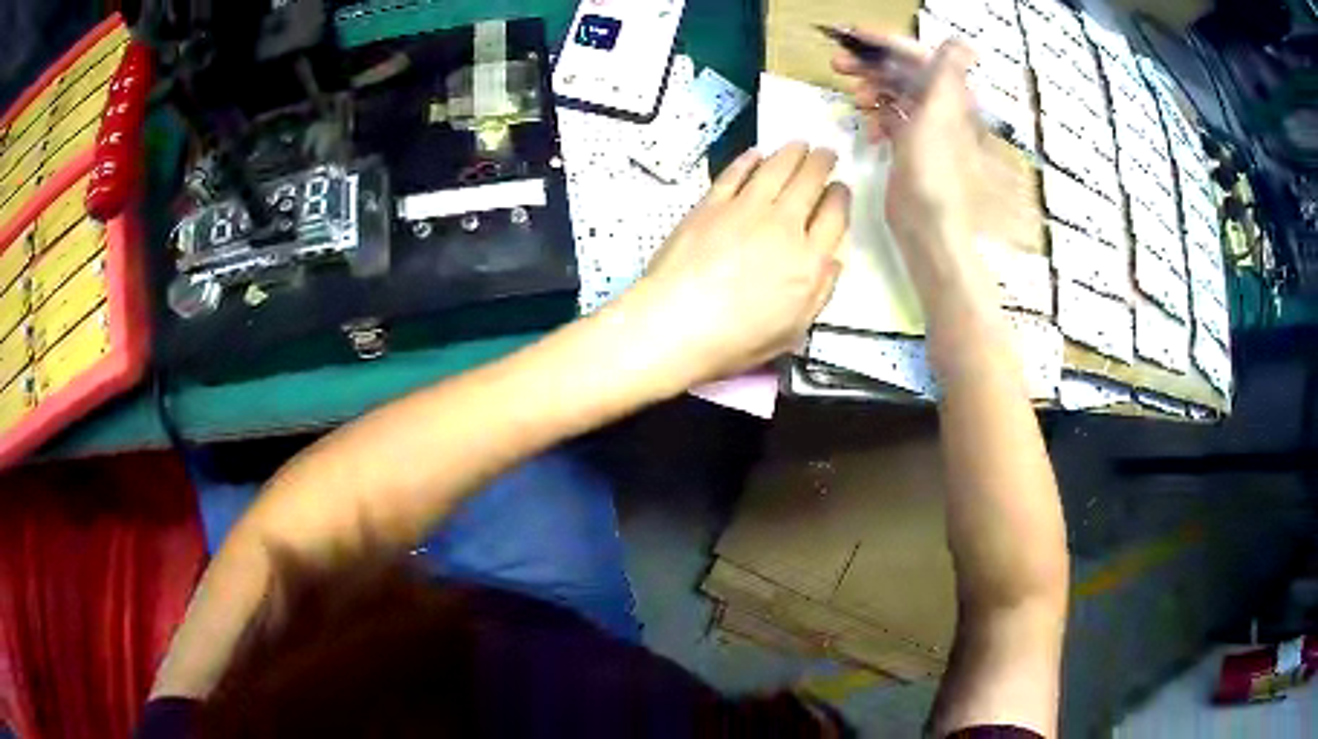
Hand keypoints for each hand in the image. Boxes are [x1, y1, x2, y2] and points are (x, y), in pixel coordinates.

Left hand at [617, 143, 849, 387]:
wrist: (676, 323)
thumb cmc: (736, 339)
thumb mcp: (792, 330)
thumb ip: (820, 292)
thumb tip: (834, 260)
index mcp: (809, 260)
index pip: (834, 216)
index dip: (841, 197)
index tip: (842, 188)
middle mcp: (784, 226)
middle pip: (809, 182)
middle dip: (822, 163)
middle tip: (826, 152)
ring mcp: (746, 209)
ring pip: (776, 168)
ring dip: (792, 152)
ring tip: (800, 143)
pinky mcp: (711, 204)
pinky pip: (735, 173)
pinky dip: (749, 160)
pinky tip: (757, 153)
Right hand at [832, 33, 995, 314]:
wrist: (929, 225)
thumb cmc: (934, 169)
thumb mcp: (939, 114)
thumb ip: (948, 74)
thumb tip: (965, 43)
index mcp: (949, 95)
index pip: (916, 55)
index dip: (884, 42)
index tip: (849, 35)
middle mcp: (940, 107)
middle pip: (901, 72)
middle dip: (870, 65)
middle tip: (838, 64)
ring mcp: (925, 127)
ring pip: (893, 93)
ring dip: (870, 90)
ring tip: (852, 98)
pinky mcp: (911, 147)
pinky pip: (890, 118)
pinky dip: (876, 117)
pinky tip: (868, 128)